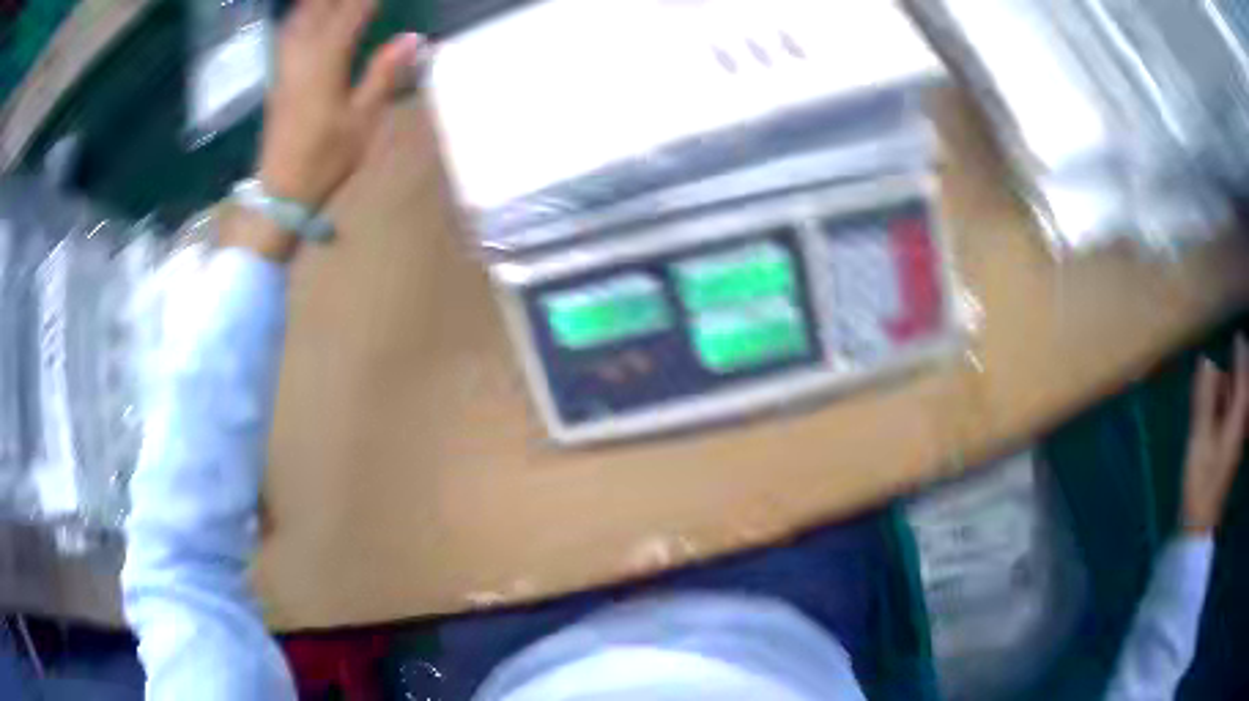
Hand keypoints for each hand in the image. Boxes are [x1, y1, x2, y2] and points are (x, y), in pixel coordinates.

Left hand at [258, 0, 424, 206]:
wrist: (279, 192)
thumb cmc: (324, 159)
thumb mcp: (362, 120)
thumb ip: (383, 74)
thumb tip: (411, 37)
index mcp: (325, 61)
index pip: (351, 12)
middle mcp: (301, 55)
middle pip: (319, 9)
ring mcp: (284, 66)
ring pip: (298, 18)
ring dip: (316, 4)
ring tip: (333, 2)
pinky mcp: (277, 78)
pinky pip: (288, 34)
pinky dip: (300, 17)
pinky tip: (307, 16)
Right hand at [1182, 336, 1248, 533]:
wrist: (1199, 524)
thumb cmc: (1201, 481)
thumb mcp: (1200, 439)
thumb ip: (1204, 399)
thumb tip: (1206, 361)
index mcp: (1235, 421)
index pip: (1242, 380)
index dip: (1241, 357)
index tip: (1238, 337)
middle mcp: (1239, 426)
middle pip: (1242, 391)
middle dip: (1239, 372)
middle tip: (1232, 353)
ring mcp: (1236, 440)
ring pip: (1237, 405)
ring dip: (1232, 389)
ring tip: (1220, 380)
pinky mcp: (1231, 451)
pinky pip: (1233, 419)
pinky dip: (1229, 405)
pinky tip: (1220, 406)